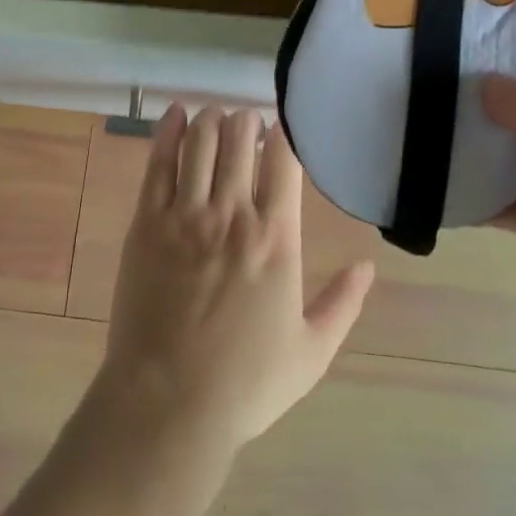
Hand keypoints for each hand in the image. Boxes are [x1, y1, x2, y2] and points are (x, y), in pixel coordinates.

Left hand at [90, 106, 374, 455]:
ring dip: (210, 118)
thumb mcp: (311, 352)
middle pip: (239, 138)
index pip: (283, 160)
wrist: (168, 401)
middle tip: (247, 124)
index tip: (282, 130)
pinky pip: (158, 161)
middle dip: (246, 121)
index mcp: (276, 238)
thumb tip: (368, 265)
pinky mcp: (147, 221)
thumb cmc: (245, 382)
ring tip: (216, 116)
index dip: (283, 134)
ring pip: (200, 140)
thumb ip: (342, 303)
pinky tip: (175, 113)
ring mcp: (185, 214)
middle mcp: (232, 213)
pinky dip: (168, 131)